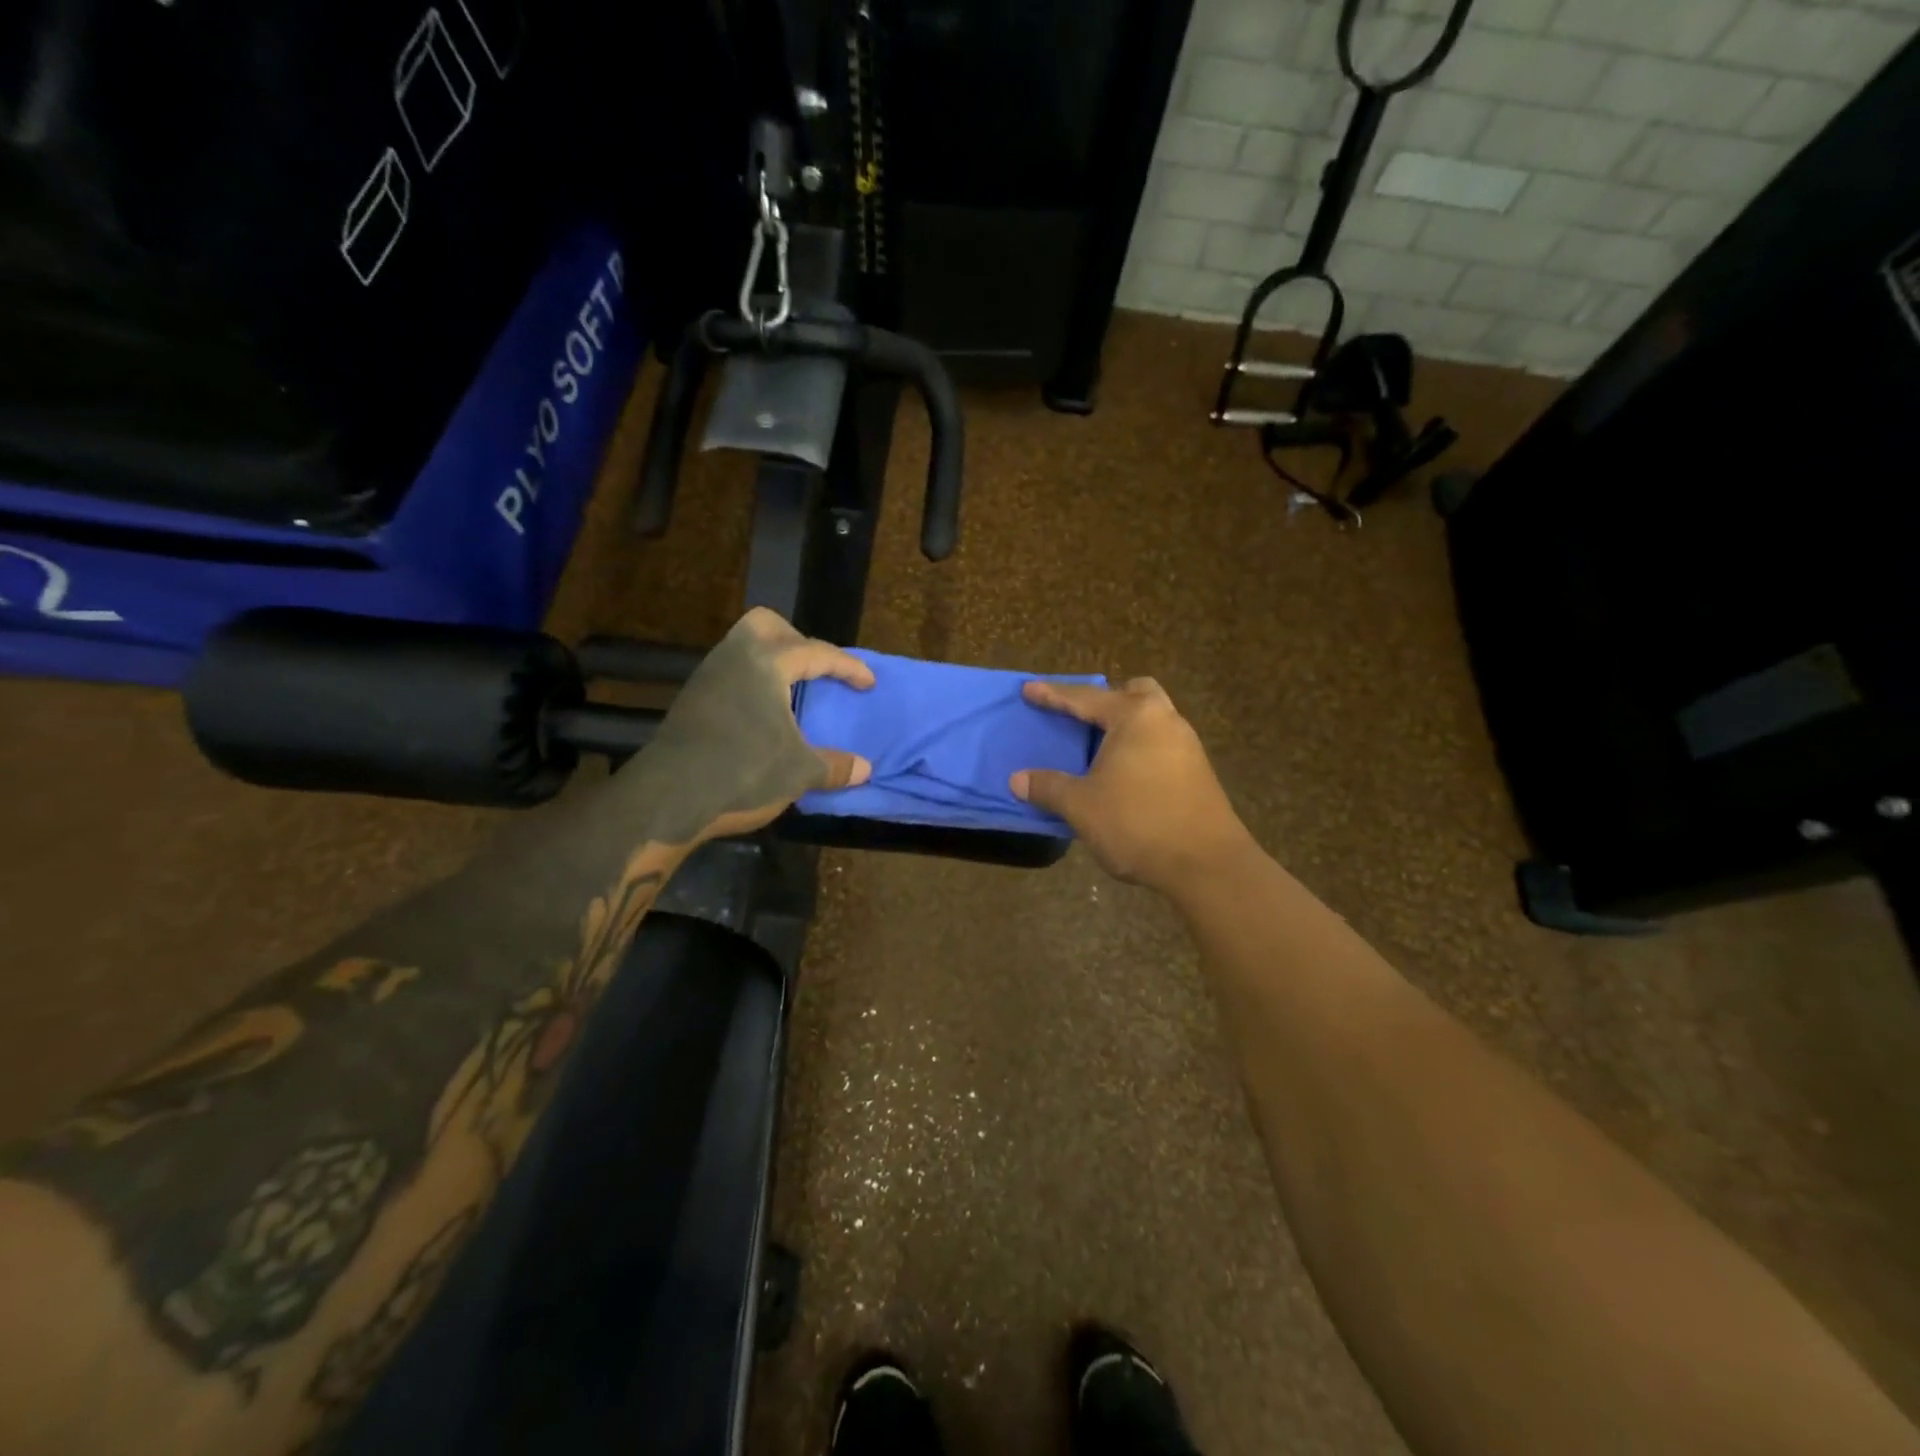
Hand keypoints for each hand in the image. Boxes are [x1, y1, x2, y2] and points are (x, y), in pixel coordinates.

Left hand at [633, 608, 874, 843]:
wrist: (667, 799)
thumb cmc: (743, 773)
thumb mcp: (799, 772)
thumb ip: (834, 766)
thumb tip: (864, 769)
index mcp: (767, 664)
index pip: (817, 652)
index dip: (848, 667)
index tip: (868, 683)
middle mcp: (734, 658)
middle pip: (767, 625)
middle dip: (797, 641)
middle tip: (816, 671)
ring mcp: (707, 677)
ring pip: (742, 648)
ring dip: (771, 663)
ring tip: (791, 695)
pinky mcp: (691, 701)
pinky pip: (729, 674)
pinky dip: (751, 684)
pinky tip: (761, 717)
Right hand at [1010, 678, 1253, 894]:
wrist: (1207, 864)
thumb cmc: (1138, 824)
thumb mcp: (1082, 806)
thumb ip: (1049, 787)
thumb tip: (1017, 780)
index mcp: (1135, 717)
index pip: (1085, 698)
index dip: (1053, 696)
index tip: (1028, 690)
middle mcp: (1165, 720)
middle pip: (1133, 693)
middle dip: (1106, 700)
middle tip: (1081, 718)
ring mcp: (1187, 745)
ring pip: (1151, 719)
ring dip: (1125, 726)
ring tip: (1099, 750)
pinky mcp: (1198, 771)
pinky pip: (1161, 743)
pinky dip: (1139, 748)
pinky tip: (1124, 776)